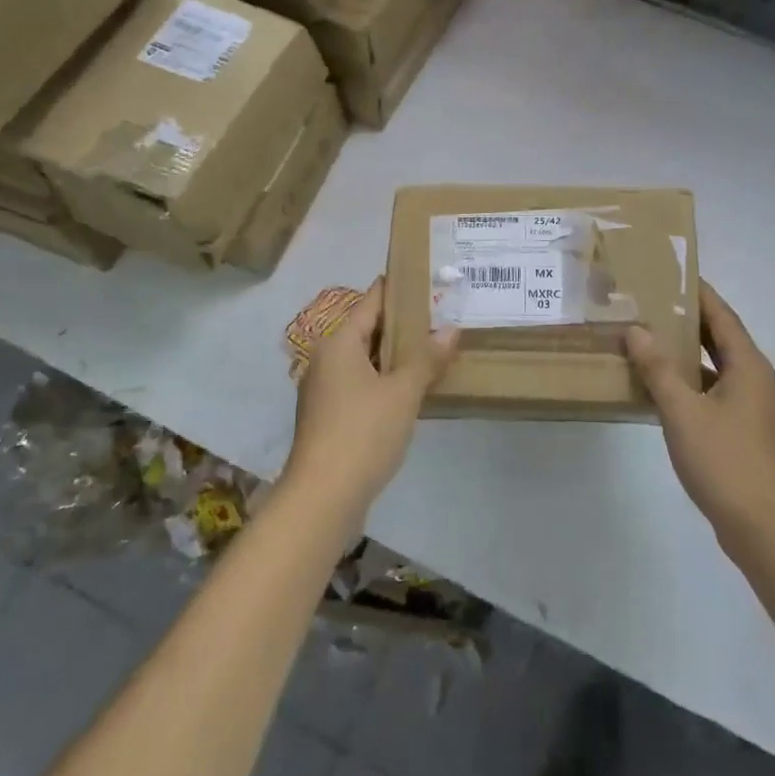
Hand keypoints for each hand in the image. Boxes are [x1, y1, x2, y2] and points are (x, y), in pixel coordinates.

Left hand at [286, 280, 459, 521]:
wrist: (323, 497)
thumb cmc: (363, 432)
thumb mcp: (403, 392)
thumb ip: (426, 358)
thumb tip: (451, 328)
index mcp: (338, 343)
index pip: (371, 302)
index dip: (397, 289)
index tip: (425, 279)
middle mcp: (326, 359)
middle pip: (367, 330)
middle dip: (403, 325)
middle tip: (441, 316)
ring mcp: (324, 390)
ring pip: (365, 360)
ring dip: (395, 356)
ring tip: (433, 349)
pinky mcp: (329, 417)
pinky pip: (361, 384)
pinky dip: (385, 380)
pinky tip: (412, 389)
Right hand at [626, 283, 774, 560]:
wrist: (763, 528)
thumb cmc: (724, 461)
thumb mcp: (682, 411)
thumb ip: (658, 369)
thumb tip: (636, 330)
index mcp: (749, 366)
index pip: (722, 315)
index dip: (699, 293)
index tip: (672, 272)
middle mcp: (755, 380)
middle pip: (721, 338)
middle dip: (688, 320)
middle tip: (651, 302)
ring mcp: (752, 408)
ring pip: (716, 367)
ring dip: (686, 353)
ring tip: (649, 338)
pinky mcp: (743, 432)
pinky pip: (713, 392)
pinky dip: (689, 383)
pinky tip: (660, 388)